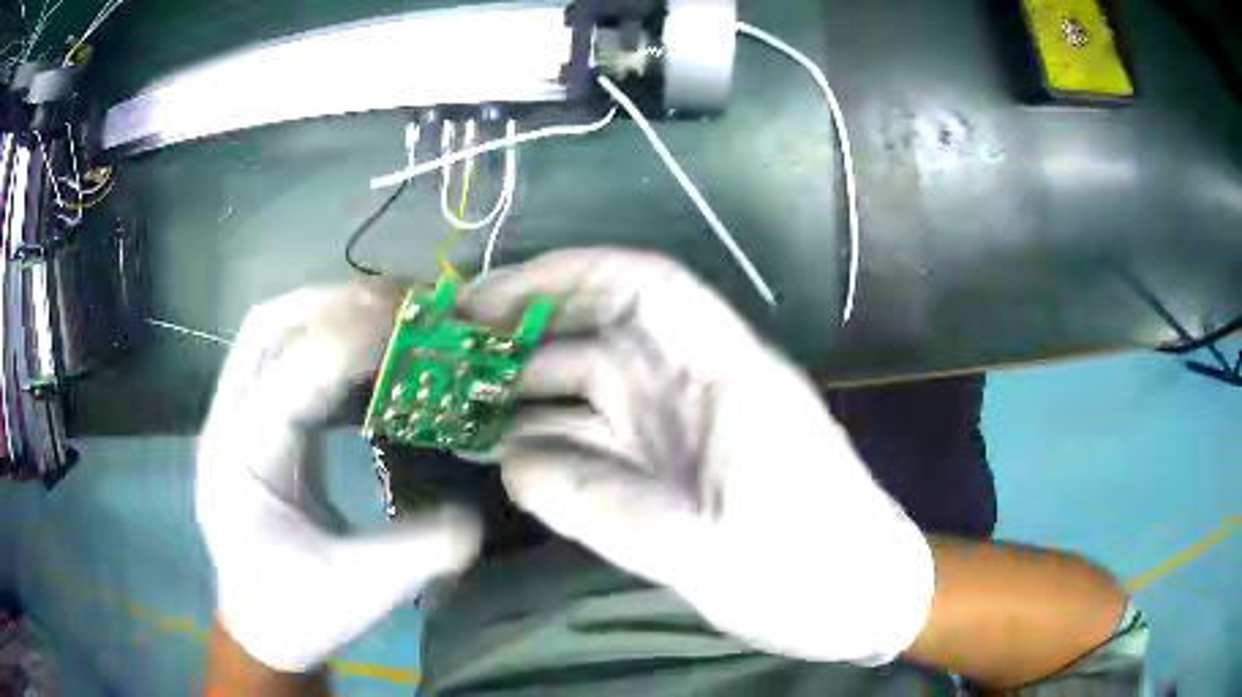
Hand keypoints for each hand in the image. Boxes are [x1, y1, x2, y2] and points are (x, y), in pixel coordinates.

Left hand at [197, 283, 481, 672]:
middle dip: (334, 301)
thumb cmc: (299, 617)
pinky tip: (368, 360)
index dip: (352, 340)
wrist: (259, 630)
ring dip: (328, 311)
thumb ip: (422, 551)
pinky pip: (283, 359)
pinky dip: (326, 343)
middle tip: (404, 304)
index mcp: (242, 465)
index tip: (417, 325)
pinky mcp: (252, 425)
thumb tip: (479, 511)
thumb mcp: (363, 593)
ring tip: (391, 316)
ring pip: (270, 332)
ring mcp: (233, 420)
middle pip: (266, 326)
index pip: (290, 376)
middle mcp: (226, 426)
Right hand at [465, 249, 933, 664]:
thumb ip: (600, 505)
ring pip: (594, 388)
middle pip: (603, 333)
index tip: (486, 298)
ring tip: (457, 408)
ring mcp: (684, 428)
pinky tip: (504, 457)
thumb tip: (511, 463)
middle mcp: (698, 386)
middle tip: (449, 355)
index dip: (561, 275)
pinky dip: (552, 442)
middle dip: (526, 334)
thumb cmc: (806, 571)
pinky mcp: (675, 467)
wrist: (859, 602)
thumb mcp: (703, 550)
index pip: (642, 285)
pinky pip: (601, 439)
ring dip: (528, 393)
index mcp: (726, 374)